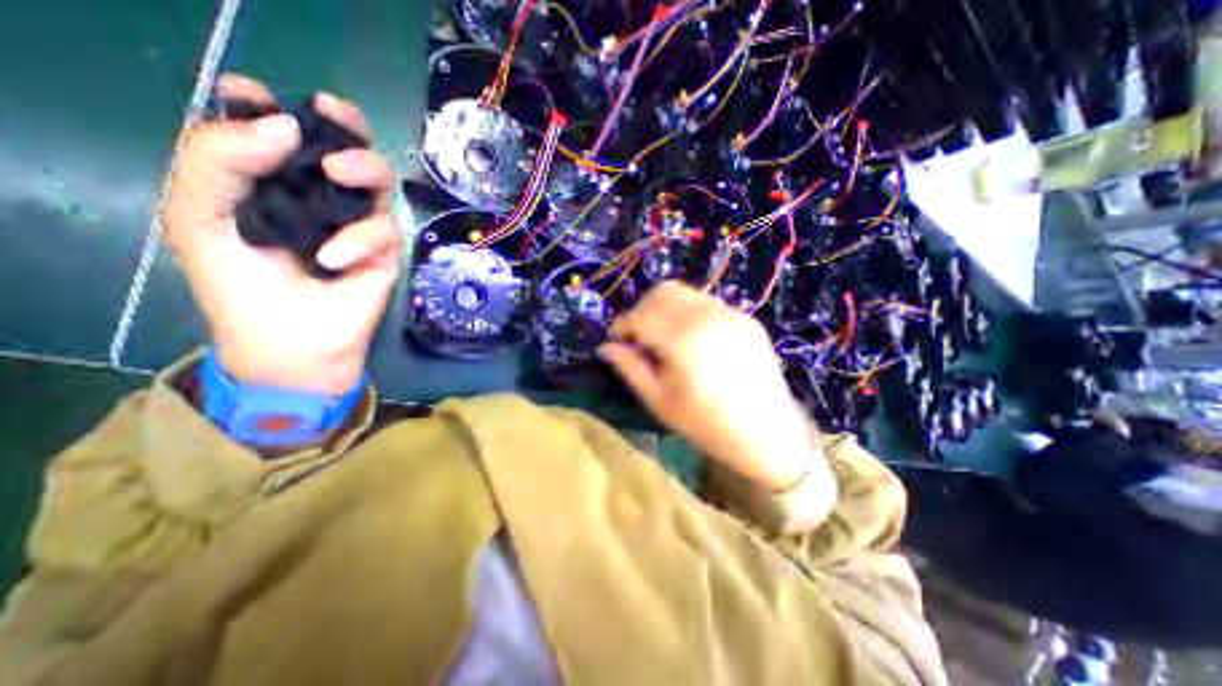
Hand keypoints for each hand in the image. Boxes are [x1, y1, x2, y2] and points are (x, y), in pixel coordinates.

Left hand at [161, 73, 399, 394]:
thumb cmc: (240, 285)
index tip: (260, 97)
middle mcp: (321, 197)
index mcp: (273, 182)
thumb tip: (283, 125)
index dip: (275, 107)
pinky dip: (360, 239)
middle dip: (345, 125)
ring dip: (364, 168)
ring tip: (339, 174)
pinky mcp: (387, 251)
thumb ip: (218, 161)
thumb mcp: (200, 217)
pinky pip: (384, 230)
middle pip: (347, 147)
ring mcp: (359, 223)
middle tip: (331, 114)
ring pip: (380, 180)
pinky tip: (333, 259)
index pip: (281, 132)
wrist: (290, 342)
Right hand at [598, 277, 825, 493]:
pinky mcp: (745, 318)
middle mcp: (706, 316)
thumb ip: (629, 367)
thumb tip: (605, 347)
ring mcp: (730, 314)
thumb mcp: (659, 400)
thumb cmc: (705, 423)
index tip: (617, 339)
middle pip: (662, 292)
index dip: (622, 324)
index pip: (640, 314)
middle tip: (640, 336)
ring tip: (666, 337)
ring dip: (666, 308)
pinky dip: (690, 313)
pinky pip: (708, 304)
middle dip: (643, 309)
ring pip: (686, 293)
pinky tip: (694, 340)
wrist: (767, 433)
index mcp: (682, 339)